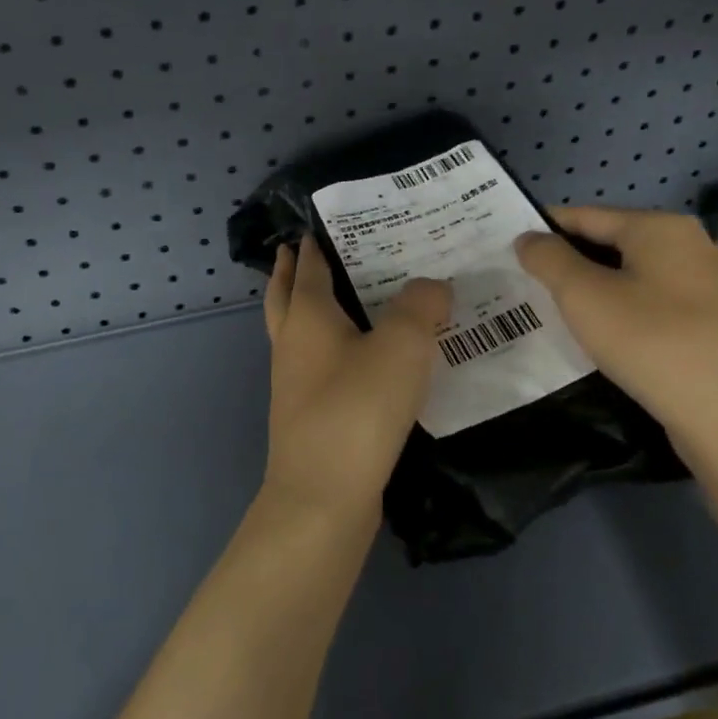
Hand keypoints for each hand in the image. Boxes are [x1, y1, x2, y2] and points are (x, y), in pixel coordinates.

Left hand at [261, 239, 450, 524]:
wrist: (322, 497)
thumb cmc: (358, 409)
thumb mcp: (402, 346)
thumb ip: (421, 306)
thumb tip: (432, 286)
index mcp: (308, 316)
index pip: (309, 265)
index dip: (315, 242)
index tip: (324, 221)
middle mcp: (292, 343)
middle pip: (285, 294)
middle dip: (293, 269)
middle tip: (306, 248)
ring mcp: (294, 382)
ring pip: (297, 330)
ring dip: (308, 307)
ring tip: (341, 296)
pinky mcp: (307, 414)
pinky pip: (316, 363)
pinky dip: (328, 346)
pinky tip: (359, 356)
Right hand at [514, 207, 717, 462]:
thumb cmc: (651, 342)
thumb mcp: (583, 296)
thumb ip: (549, 259)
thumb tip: (528, 238)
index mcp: (661, 227)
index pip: (586, 216)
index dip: (544, 229)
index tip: (508, 249)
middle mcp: (691, 245)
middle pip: (613, 243)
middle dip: (569, 262)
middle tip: (527, 284)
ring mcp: (709, 286)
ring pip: (634, 276)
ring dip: (595, 289)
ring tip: (558, 312)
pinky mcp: (716, 323)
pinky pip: (655, 303)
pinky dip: (624, 311)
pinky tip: (605, 336)